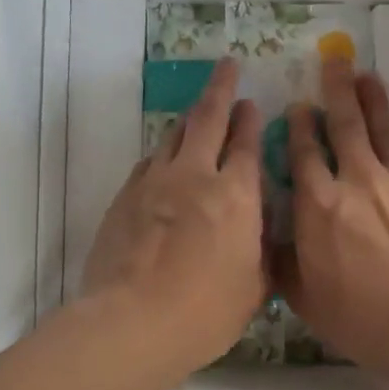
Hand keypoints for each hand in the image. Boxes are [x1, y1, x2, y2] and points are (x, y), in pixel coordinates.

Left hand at [83, 57, 265, 373]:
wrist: (131, 323)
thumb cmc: (204, 313)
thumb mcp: (254, 288)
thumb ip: (262, 252)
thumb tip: (263, 233)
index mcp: (236, 196)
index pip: (247, 145)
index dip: (251, 121)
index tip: (252, 102)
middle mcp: (195, 177)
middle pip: (208, 119)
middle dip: (220, 89)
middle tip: (226, 66)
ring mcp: (154, 183)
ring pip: (174, 135)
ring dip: (189, 117)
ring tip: (197, 108)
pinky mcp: (124, 198)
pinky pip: (148, 162)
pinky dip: (162, 153)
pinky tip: (164, 158)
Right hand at [274, 58, 388, 379]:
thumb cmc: (364, 320)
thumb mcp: (307, 300)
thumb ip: (285, 265)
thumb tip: (268, 242)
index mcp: (320, 206)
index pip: (305, 155)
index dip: (299, 127)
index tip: (298, 105)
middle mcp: (359, 182)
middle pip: (345, 127)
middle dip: (337, 92)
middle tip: (335, 60)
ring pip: (387, 132)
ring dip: (376, 103)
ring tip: (369, 76)